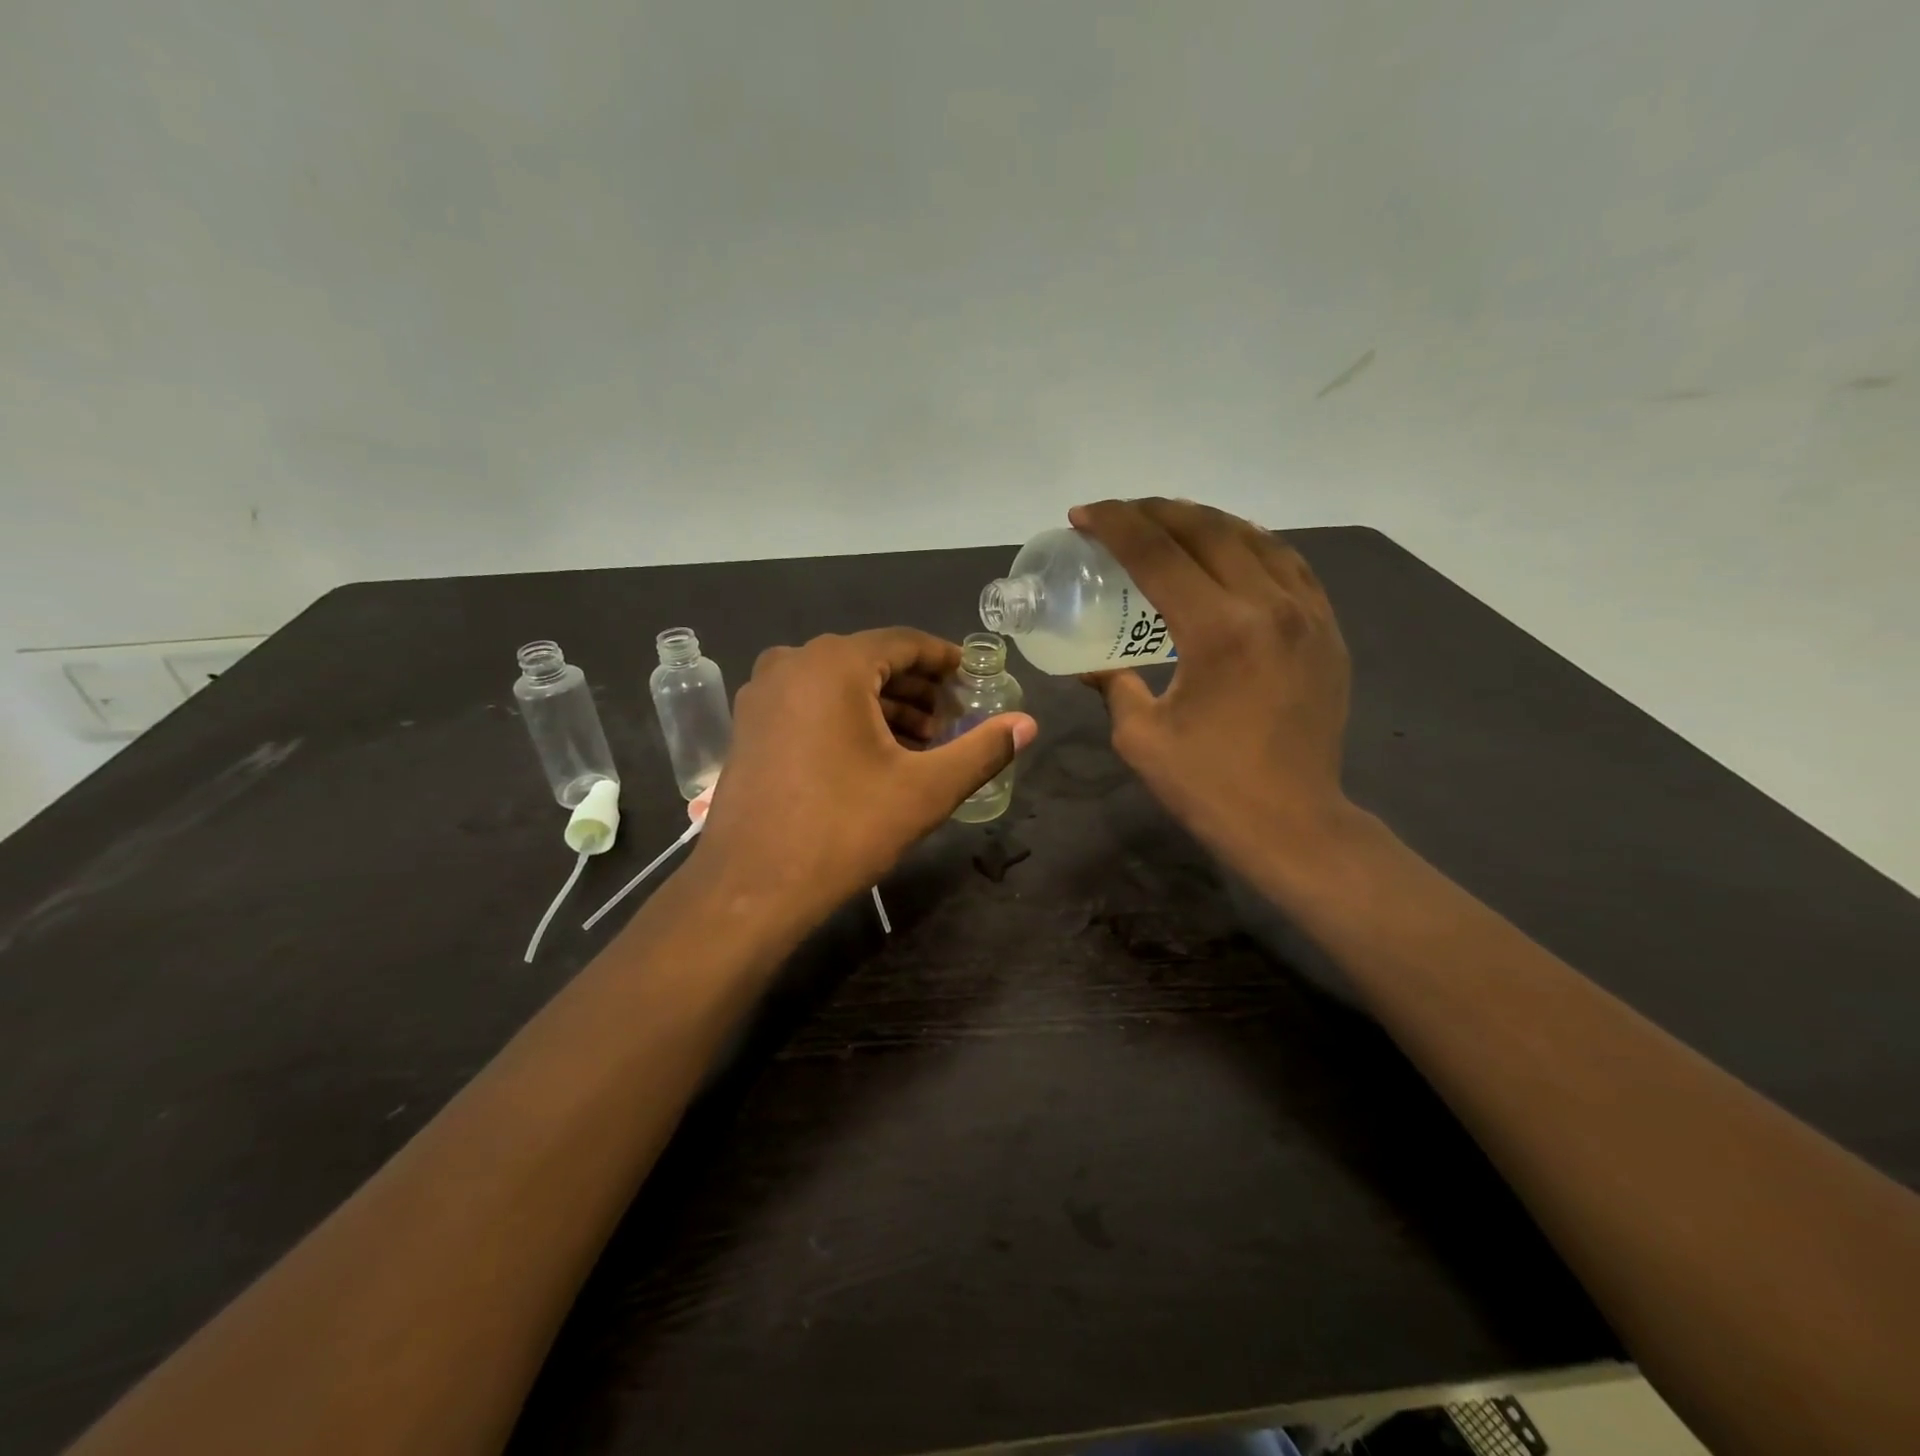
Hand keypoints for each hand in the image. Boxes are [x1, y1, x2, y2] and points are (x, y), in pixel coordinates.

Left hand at [694, 628, 1037, 919]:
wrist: (751, 888)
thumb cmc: (843, 830)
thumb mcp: (925, 790)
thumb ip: (982, 750)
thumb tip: (1028, 724)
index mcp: (833, 664)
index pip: (905, 643)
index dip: (946, 661)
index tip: (976, 681)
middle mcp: (791, 664)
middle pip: (871, 661)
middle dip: (918, 690)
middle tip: (954, 723)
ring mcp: (763, 695)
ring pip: (839, 684)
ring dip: (884, 707)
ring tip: (921, 745)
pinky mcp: (749, 726)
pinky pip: (810, 704)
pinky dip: (847, 718)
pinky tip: (873, 756)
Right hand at [1072, 498, 1353, 878]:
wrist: (1293, 824)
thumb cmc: (1209, 786)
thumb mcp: (1141, 736)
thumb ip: (1113, 685)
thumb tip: (1092, 664)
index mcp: (1219, 630)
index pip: (1158, 553)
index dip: (1114, 525)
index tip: (1082, 516)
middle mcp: (1269, 605)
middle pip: (1208, 530)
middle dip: (1155, 512)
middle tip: (1119, 515)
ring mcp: (1308, 614)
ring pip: (1254, 538)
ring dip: (1205, 521)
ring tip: (1169, 524)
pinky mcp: (1327, 631)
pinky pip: (1289, 565)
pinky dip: (1251, 546)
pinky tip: (1230, 553)